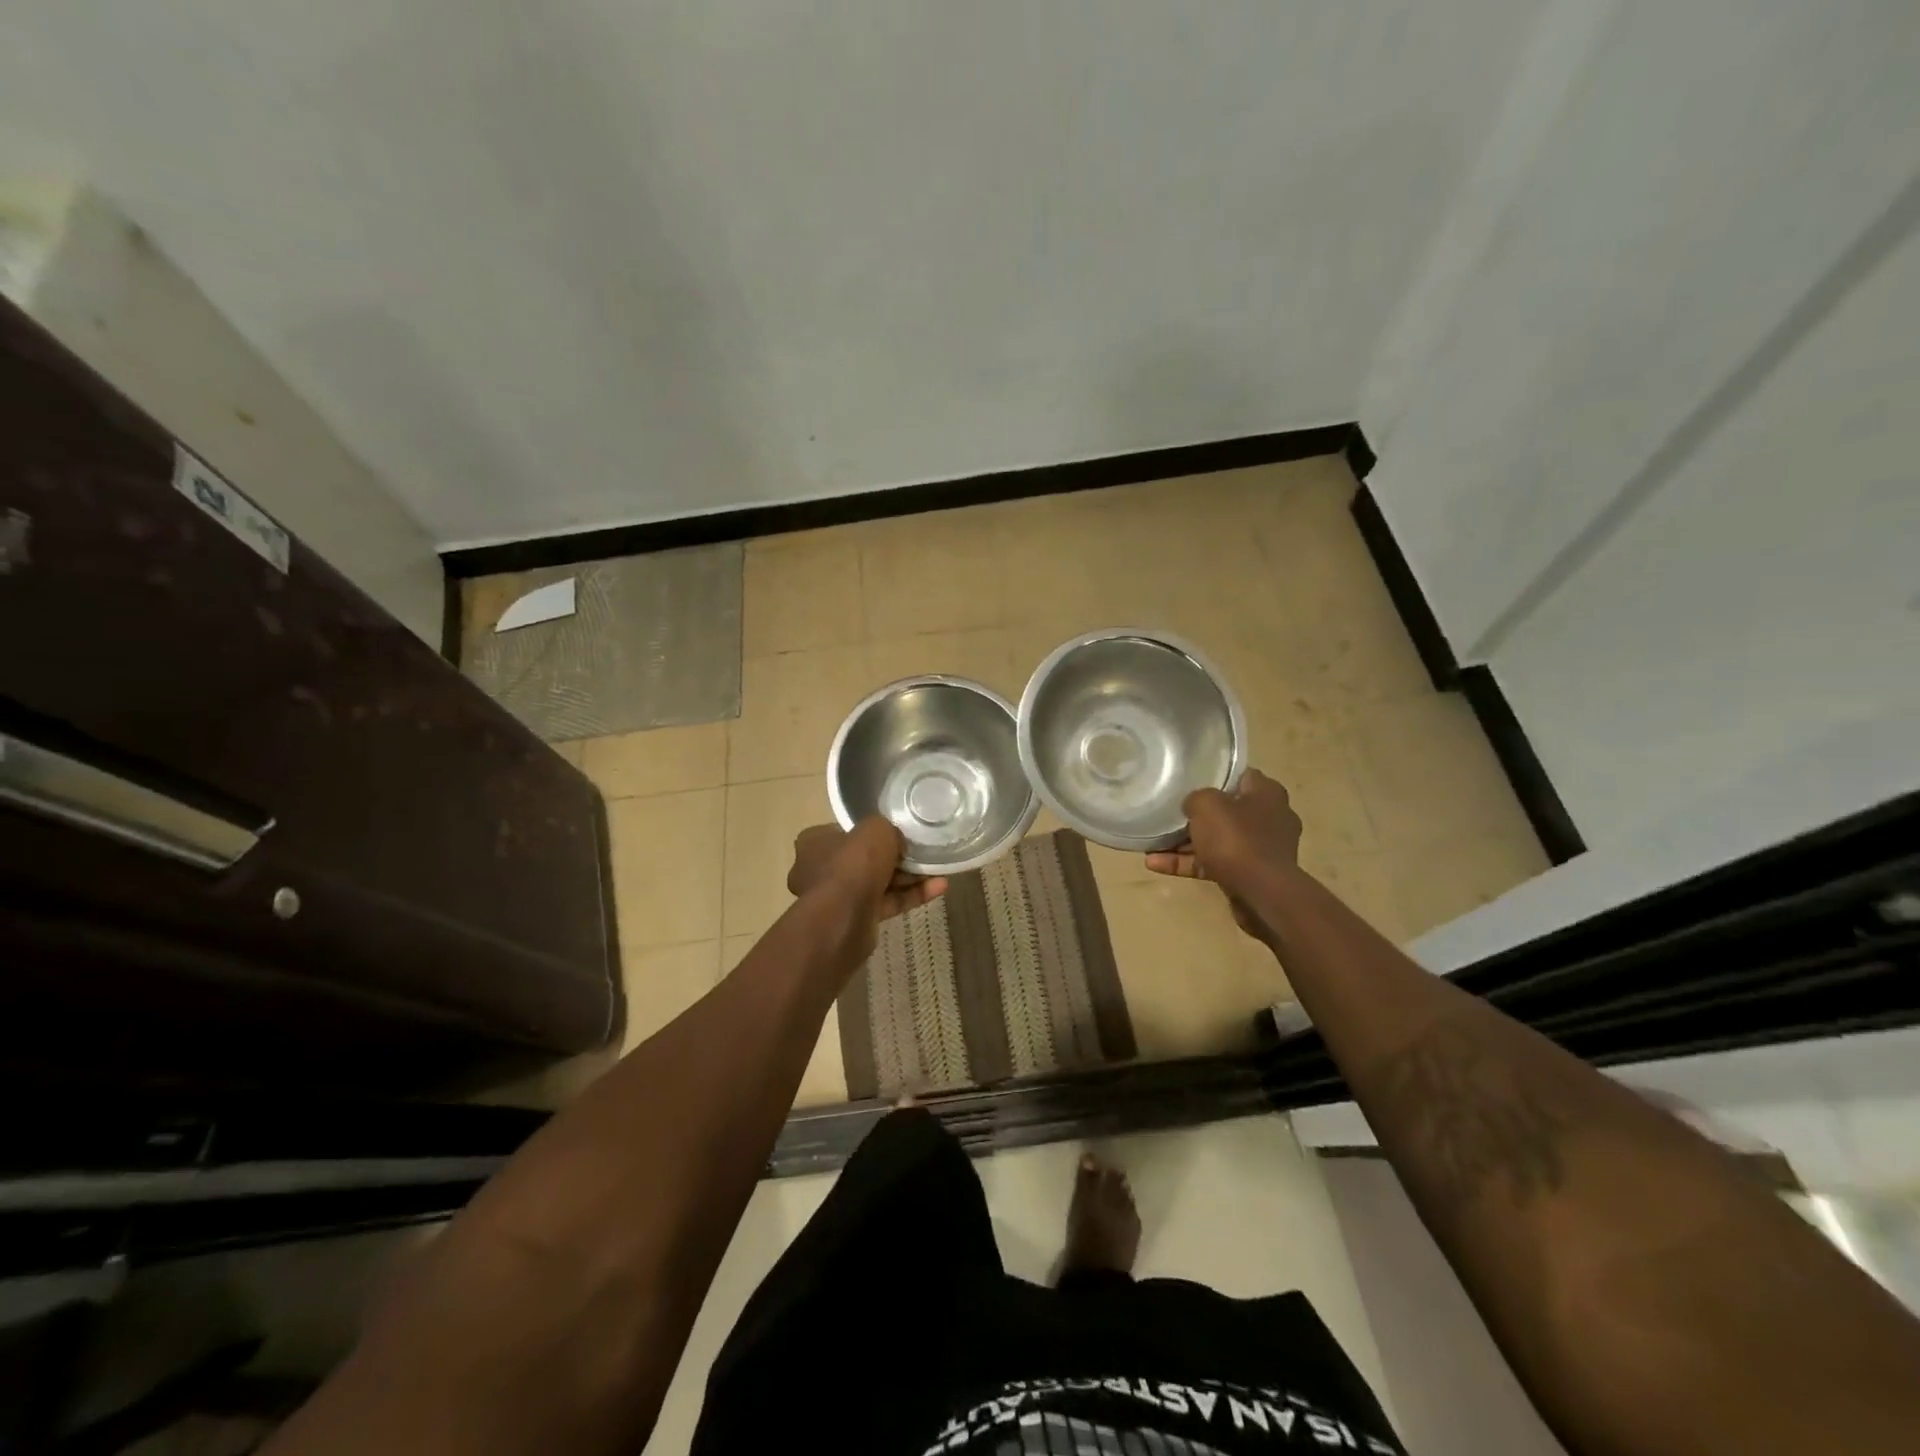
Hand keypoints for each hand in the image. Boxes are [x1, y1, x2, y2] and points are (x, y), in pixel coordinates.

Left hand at [788, 819, 947, 939]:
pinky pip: (888, 902)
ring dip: (908, 877)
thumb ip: (886, 828)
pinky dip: (911, 895)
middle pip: (864, 858)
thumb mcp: (875, 829)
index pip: (845, 832)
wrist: (843, 919)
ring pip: (879, 882)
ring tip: (938, 868)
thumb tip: (894, 838)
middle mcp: (821, 870)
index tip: (895, 831)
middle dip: (895, 857)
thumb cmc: (852, 864)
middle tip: (921, 850)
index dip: (871, 831)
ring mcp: (838, 897)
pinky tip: (939, 887)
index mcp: (815, 843)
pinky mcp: (857, 919)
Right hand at [1144, 768, 1301, 941]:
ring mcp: (1260, 849)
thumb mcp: (1207, 805)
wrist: (1263, 895)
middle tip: (1168, 812)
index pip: (1239, 775)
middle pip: (1226, 809)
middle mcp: (1269, 818)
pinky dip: (1188, 863)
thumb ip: (1196, 797)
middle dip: (1196, 814)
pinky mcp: (1249, 874)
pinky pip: (1213, 863)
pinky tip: (1155, 864)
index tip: (1188, 779)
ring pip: (1217, 839)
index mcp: (1267, 794)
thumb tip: (1193, 805)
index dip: (1213, 774)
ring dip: (1184, 843)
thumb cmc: (1237, 840)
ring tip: (1152, 844)